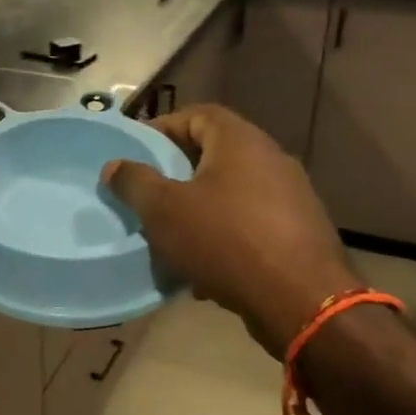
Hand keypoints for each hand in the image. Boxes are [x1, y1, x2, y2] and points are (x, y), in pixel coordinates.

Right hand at [103, 105, 359, 356]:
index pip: (197, 115)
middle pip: (214, 154)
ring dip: (198, 209)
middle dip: (177, 174)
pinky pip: (249, 224)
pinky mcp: (299, 233)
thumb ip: (134, 182)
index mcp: (240, 142)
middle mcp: (271, 160)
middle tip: (147, 194)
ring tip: (170, 235)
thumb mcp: (163, 209)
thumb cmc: (225, 241)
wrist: (300, 300)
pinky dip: (223, 237)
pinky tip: (203, 268)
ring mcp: (291, 197)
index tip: (135, 152)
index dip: (163, 128)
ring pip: (231, 193)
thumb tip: (114, 165)